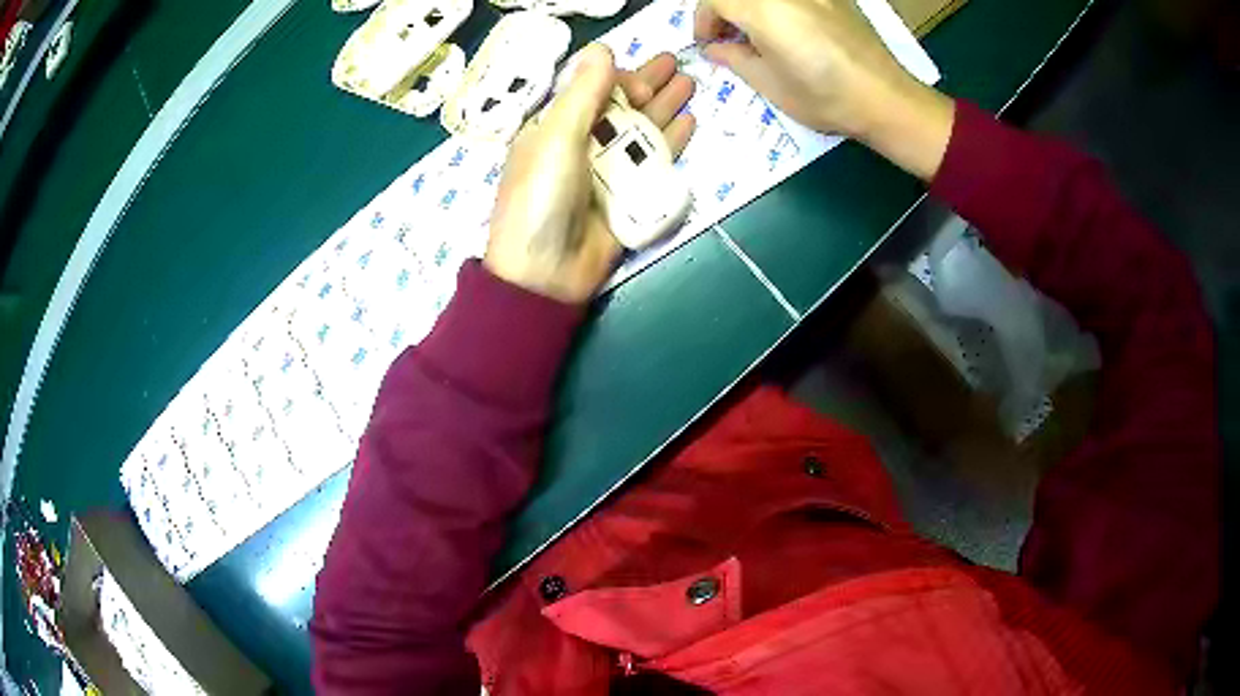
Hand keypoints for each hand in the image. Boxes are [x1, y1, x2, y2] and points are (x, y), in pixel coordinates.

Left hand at [484, 45, 695, 303]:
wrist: (546, 274)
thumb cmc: (541, 199)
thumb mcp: (556, 139)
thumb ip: (582, 94)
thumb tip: (602, 48)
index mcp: (555, 130)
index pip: (592, 92)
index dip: (619, 80)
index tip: (643, 80)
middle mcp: (582, 146)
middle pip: (622, 108)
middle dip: (650, 86)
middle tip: (679, 65)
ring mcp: (607, 172)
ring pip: (642, 132)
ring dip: (666, 108)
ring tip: (691, 86)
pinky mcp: (628, 197)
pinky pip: (654, 164)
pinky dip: (672, 143)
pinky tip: (689, 124)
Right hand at [694, 0, 953, 179]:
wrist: (887, 100)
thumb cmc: (826, 98)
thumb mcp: (770, 85)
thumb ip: (735, 59)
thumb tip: (716, 48)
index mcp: (764, 10)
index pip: (715, 0)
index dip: (703, 20)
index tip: (708, 43)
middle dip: (725, 11)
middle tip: (729, 38)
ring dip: (752, 9)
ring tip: (759, 35)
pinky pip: (794, 0)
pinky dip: (778, 8)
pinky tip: (789, 30)